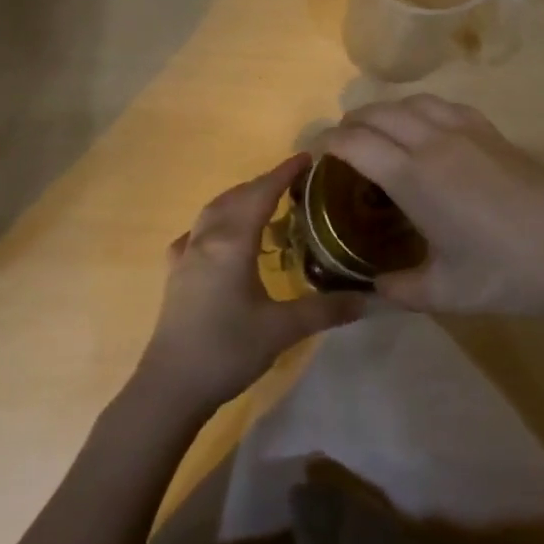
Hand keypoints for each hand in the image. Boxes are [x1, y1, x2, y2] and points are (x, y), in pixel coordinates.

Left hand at [135, 154, 369, 414]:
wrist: (171, 386)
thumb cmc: (227, 350)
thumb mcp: (282, 329)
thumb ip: (327, 309)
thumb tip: (372, 298)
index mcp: (232, 242)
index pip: (261, 193)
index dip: (284, 173)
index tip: (307, 157)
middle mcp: (206, 239)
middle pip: (236, 196)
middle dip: (263, 183)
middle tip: (293, 182)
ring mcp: (186, 255)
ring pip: (213, 211)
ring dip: (239, 199)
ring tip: (264, 204)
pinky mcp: (175, 274)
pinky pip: (197, 233)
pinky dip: (216, 223)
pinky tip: (221, 239)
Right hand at [322, 96, 543, 331]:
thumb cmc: (506, 275)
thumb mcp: (444, 292)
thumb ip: (397, 289)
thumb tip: (370, 289)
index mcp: (414, 177)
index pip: (355, 142)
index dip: (326, 142)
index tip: (312, 155)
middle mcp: (434, 141)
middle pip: (378, 113)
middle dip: (350, 124)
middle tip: (339, 149)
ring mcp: (467, 131)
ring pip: (411, 102)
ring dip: (384, 112)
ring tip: (376, 135)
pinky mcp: (492, 132)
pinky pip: (443, 105)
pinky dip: (419, 110)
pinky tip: (425, 132)